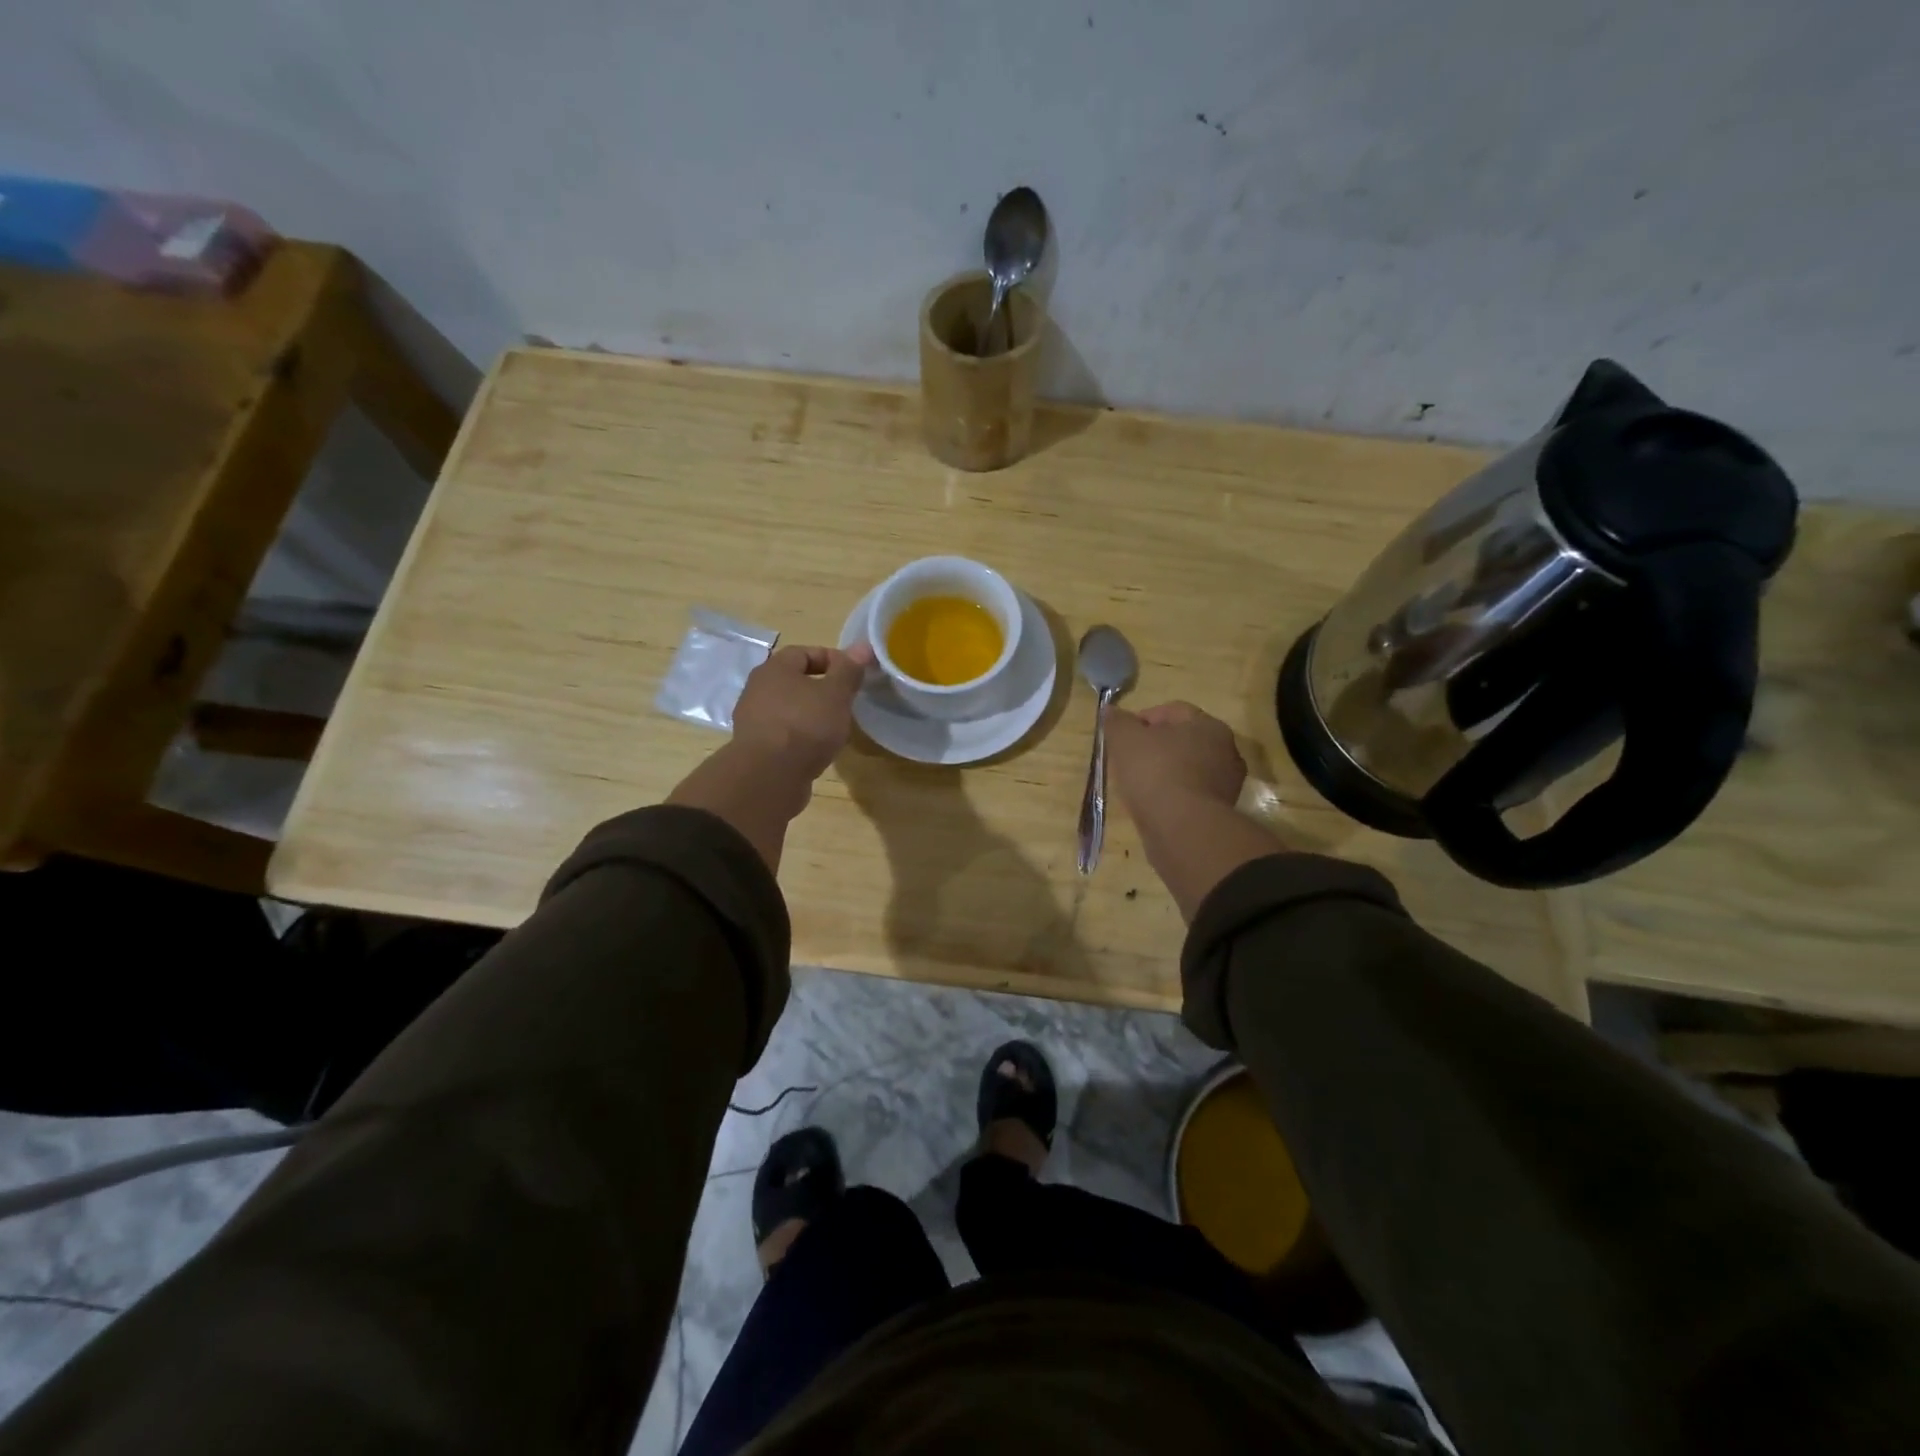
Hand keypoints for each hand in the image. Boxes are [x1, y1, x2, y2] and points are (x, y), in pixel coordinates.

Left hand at [731, 643, 872, 781]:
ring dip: (810, 713)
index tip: (853, 674)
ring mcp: (753, 719)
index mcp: (774, 669)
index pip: (803, 652)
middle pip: (793, 680)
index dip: (831, 658)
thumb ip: (848, 670)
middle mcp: (757, 689)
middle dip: (821, 687)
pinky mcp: (755, 747)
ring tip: (833, 726)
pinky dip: (800, 735)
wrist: (769, 777)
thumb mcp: (835, 694)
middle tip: (845, 700)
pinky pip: (782, 732)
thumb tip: (862, 646)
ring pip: (787, 707)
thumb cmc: (805, 726)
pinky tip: (816, 748)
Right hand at [1106, 701, 1246, 816]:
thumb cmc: (1156, 772)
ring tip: (1137, 786)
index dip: (1142, 719)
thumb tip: (1111, 711)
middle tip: (1128, 760)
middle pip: (1182, 741)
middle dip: (1155, 747)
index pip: (1172, 711)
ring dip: (1164, 773)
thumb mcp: (1125, 739)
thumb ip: (1118, 722)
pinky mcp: (1219, 813)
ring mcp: (1226, 784)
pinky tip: (1152, 806)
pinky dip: (1172, 796)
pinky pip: (1189, 795)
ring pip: (1187, 769)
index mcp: (1208, 725)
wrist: (1183, 829)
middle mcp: (1226, 751)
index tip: (1121, 736)